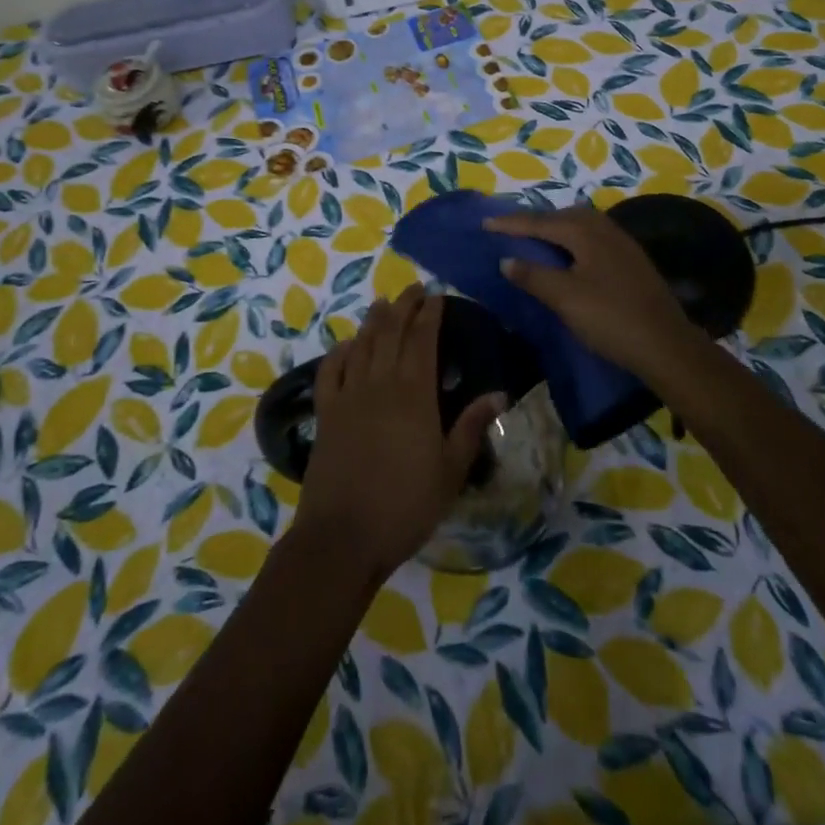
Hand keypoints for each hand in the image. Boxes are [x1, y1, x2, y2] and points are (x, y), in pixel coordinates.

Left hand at [292, 286, 502, 584]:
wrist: (343, 535)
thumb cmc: (406, 505)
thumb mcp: (450, 470)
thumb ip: (471, 426)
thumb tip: (499, 393)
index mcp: (414, 393)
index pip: (423, 339)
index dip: (430, 314)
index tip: (437, 295)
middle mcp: (380, 383)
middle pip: (391, 332)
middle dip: (404, 306)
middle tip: (414, 288)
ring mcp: (348, 395)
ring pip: (362, 344)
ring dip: (374, 320)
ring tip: (384, 303)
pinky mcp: (325, 412)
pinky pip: (330, 370)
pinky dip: (339, 351)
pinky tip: (347, 345)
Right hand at [487, 204, 705, 379]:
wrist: (666, 345)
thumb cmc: (610, 318)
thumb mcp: (565, 298)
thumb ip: (533, 276)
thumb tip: (506, 260)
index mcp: (585, 232)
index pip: (540, 222)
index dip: (511, 223)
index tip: (485, 222)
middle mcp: (605, 229)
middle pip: (563, 216)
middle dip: (535, 221)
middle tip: (510, 229)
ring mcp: (622, 244)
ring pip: (581, 226)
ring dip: (556, 229)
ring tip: (536, 240)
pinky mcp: (632, 261)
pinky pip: (593, 238)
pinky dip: (572, 241)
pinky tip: (569, 257)